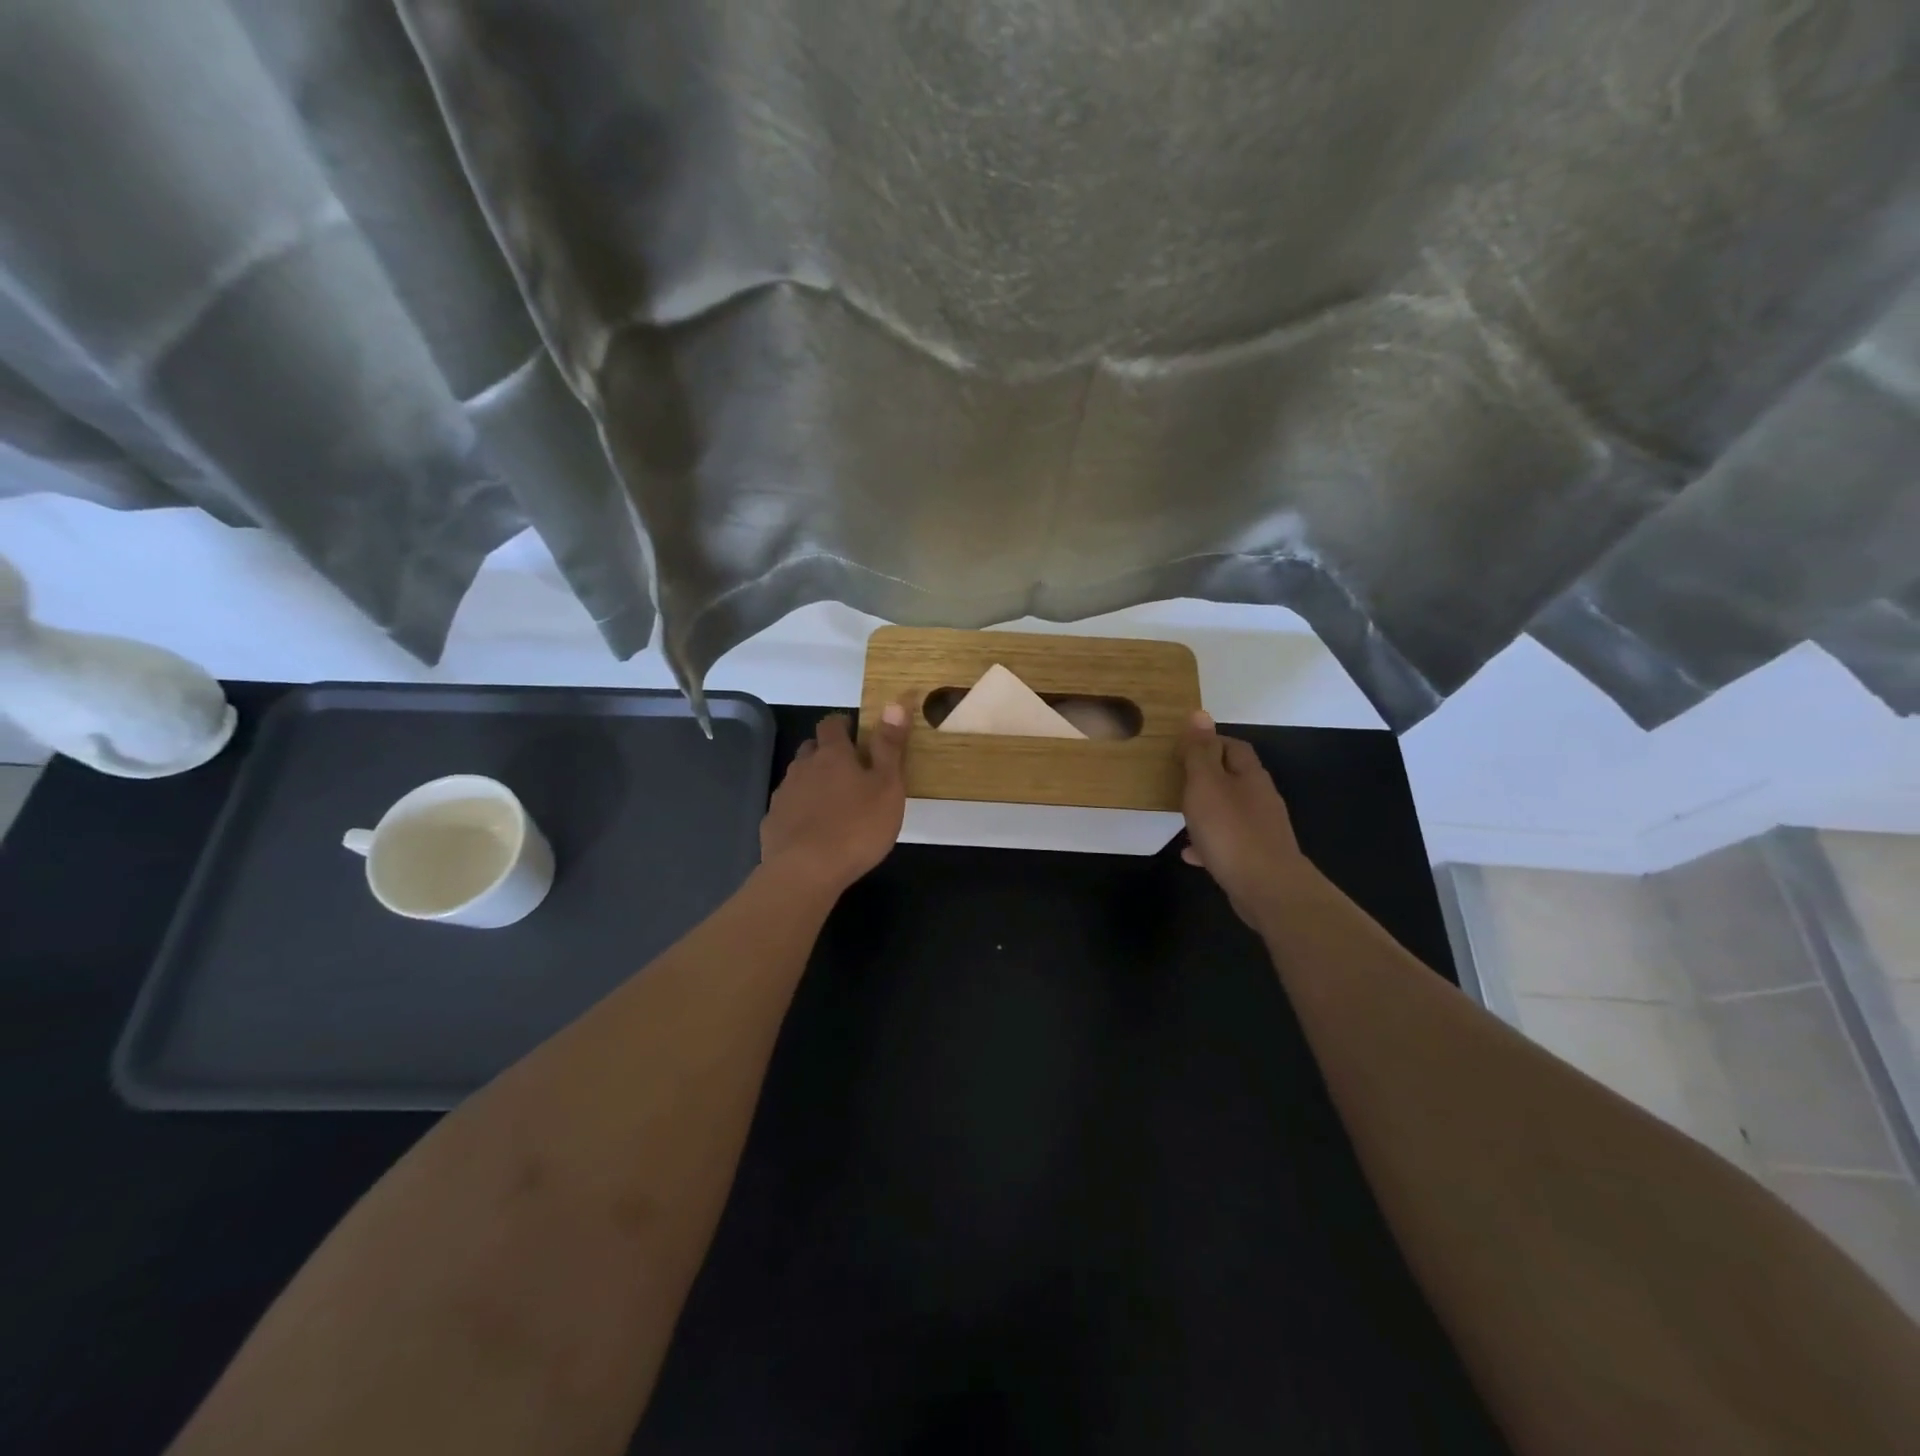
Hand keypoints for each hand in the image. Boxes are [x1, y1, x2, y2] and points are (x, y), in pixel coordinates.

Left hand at [760, 706, 908, 894]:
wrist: (806, 871)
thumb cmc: (857, 827)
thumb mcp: (888, 787)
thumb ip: (890, 746)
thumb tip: (894, 704)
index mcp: (833, 755)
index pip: (832, 724)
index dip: (843, 725)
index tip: (856, 734)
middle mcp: (803, 767)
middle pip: (811, 749)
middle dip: (826, 753)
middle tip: (849, 771)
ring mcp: (784, 795)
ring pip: (798, 777)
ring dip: (813, 782)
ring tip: (832, 803)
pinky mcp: (772, 822)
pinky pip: (788, 807)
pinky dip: (799, 811)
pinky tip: (812, 830)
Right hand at [1180, 711, 1313, 928]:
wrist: (1267, 888)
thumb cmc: (1231, 830)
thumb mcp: (1206, 784)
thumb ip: (1199, 751)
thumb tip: (1199, 713)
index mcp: (1250, 776)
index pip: (1233, 746)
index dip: (1209, 742)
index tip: (1182, 749)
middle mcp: (1261, 798)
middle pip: (1233, 778)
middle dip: (1206, 777)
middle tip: (1176, 782)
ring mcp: (1262, 829)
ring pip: (1230, 811)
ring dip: (1207, 811)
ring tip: (1180, 817)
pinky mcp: (1257, 856)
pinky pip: (1228, 842)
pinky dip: (1209, 842)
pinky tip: (1191, 853)